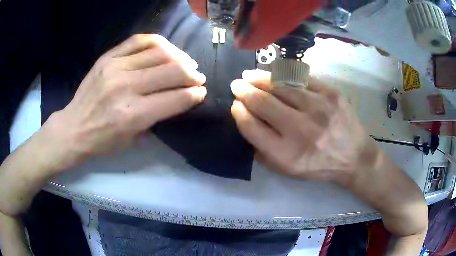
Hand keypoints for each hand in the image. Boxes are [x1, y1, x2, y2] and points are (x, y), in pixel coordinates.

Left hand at [45, 34, 206, 169]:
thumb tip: (179, 97)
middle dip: (192, 74)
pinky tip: (166, 49)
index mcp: (132, 115)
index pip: (175, 98)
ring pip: (159, 52)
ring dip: (180, 57)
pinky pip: (139, 40)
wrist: (73, 127)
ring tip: (186, 63)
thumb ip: (157, 117)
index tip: (201, 92)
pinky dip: (158, 42)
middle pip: (171, 71)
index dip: (194, 94)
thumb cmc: (103, 141)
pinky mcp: (107, 57)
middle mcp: (125, 87)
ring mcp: (115, 67)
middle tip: (198, 77)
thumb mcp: (132, 140)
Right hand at [230, 69, 374, 183]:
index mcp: (286, 154)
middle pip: (262, 102)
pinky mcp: (331, 93)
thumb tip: (245, 120)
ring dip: (260, 78)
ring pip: (280, 85)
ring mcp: (318, 108)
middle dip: (244, 91)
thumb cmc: (318, 166)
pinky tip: (274, 73)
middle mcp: (301, 130)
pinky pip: (301, 78)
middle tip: (236, 84)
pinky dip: (283, 74)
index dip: (238, 112)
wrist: (354, 157)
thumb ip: (262, 151)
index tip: (235, 105)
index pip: (251, 126)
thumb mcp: (287, 170)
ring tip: (249, 75)